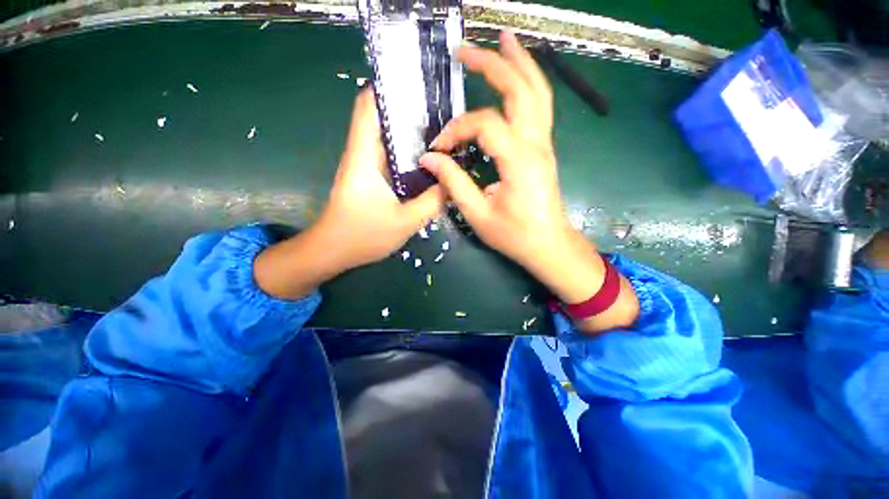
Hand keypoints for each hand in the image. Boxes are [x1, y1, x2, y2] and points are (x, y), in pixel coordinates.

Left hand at [255, 89, 444, 298]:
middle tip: (446, 110)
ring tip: (445, 132)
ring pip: (390, 138)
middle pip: (384, 118)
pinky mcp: (372, 179)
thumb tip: (455, 183)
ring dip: (413, 134)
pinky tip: (431, 162)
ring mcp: (367, 166)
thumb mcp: (404, 222)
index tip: (419, 83)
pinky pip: (393, 158)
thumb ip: (432, 202)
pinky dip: (410, 155)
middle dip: (412, 110)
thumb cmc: (361, 236)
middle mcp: (364, 153)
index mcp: (364, 156)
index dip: (389, 87)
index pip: (369, 105)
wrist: (333, 252)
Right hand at [420, 31, 638, 331]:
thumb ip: (454, 183)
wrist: (548, 244)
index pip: (484, 125)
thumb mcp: (478, 215)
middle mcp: (536, 144)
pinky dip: (529, 82)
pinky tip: (518, 73)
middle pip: (520, 89)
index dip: (457, 129)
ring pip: (537, 91)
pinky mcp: (544, 148)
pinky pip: (540, 106)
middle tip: (464, 50)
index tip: (439, 147)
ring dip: (519, 62)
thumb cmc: (514, 235)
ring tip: (502, 40)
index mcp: (519, 161)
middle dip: (492, 64)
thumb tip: (429, 159)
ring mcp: (544, 144)